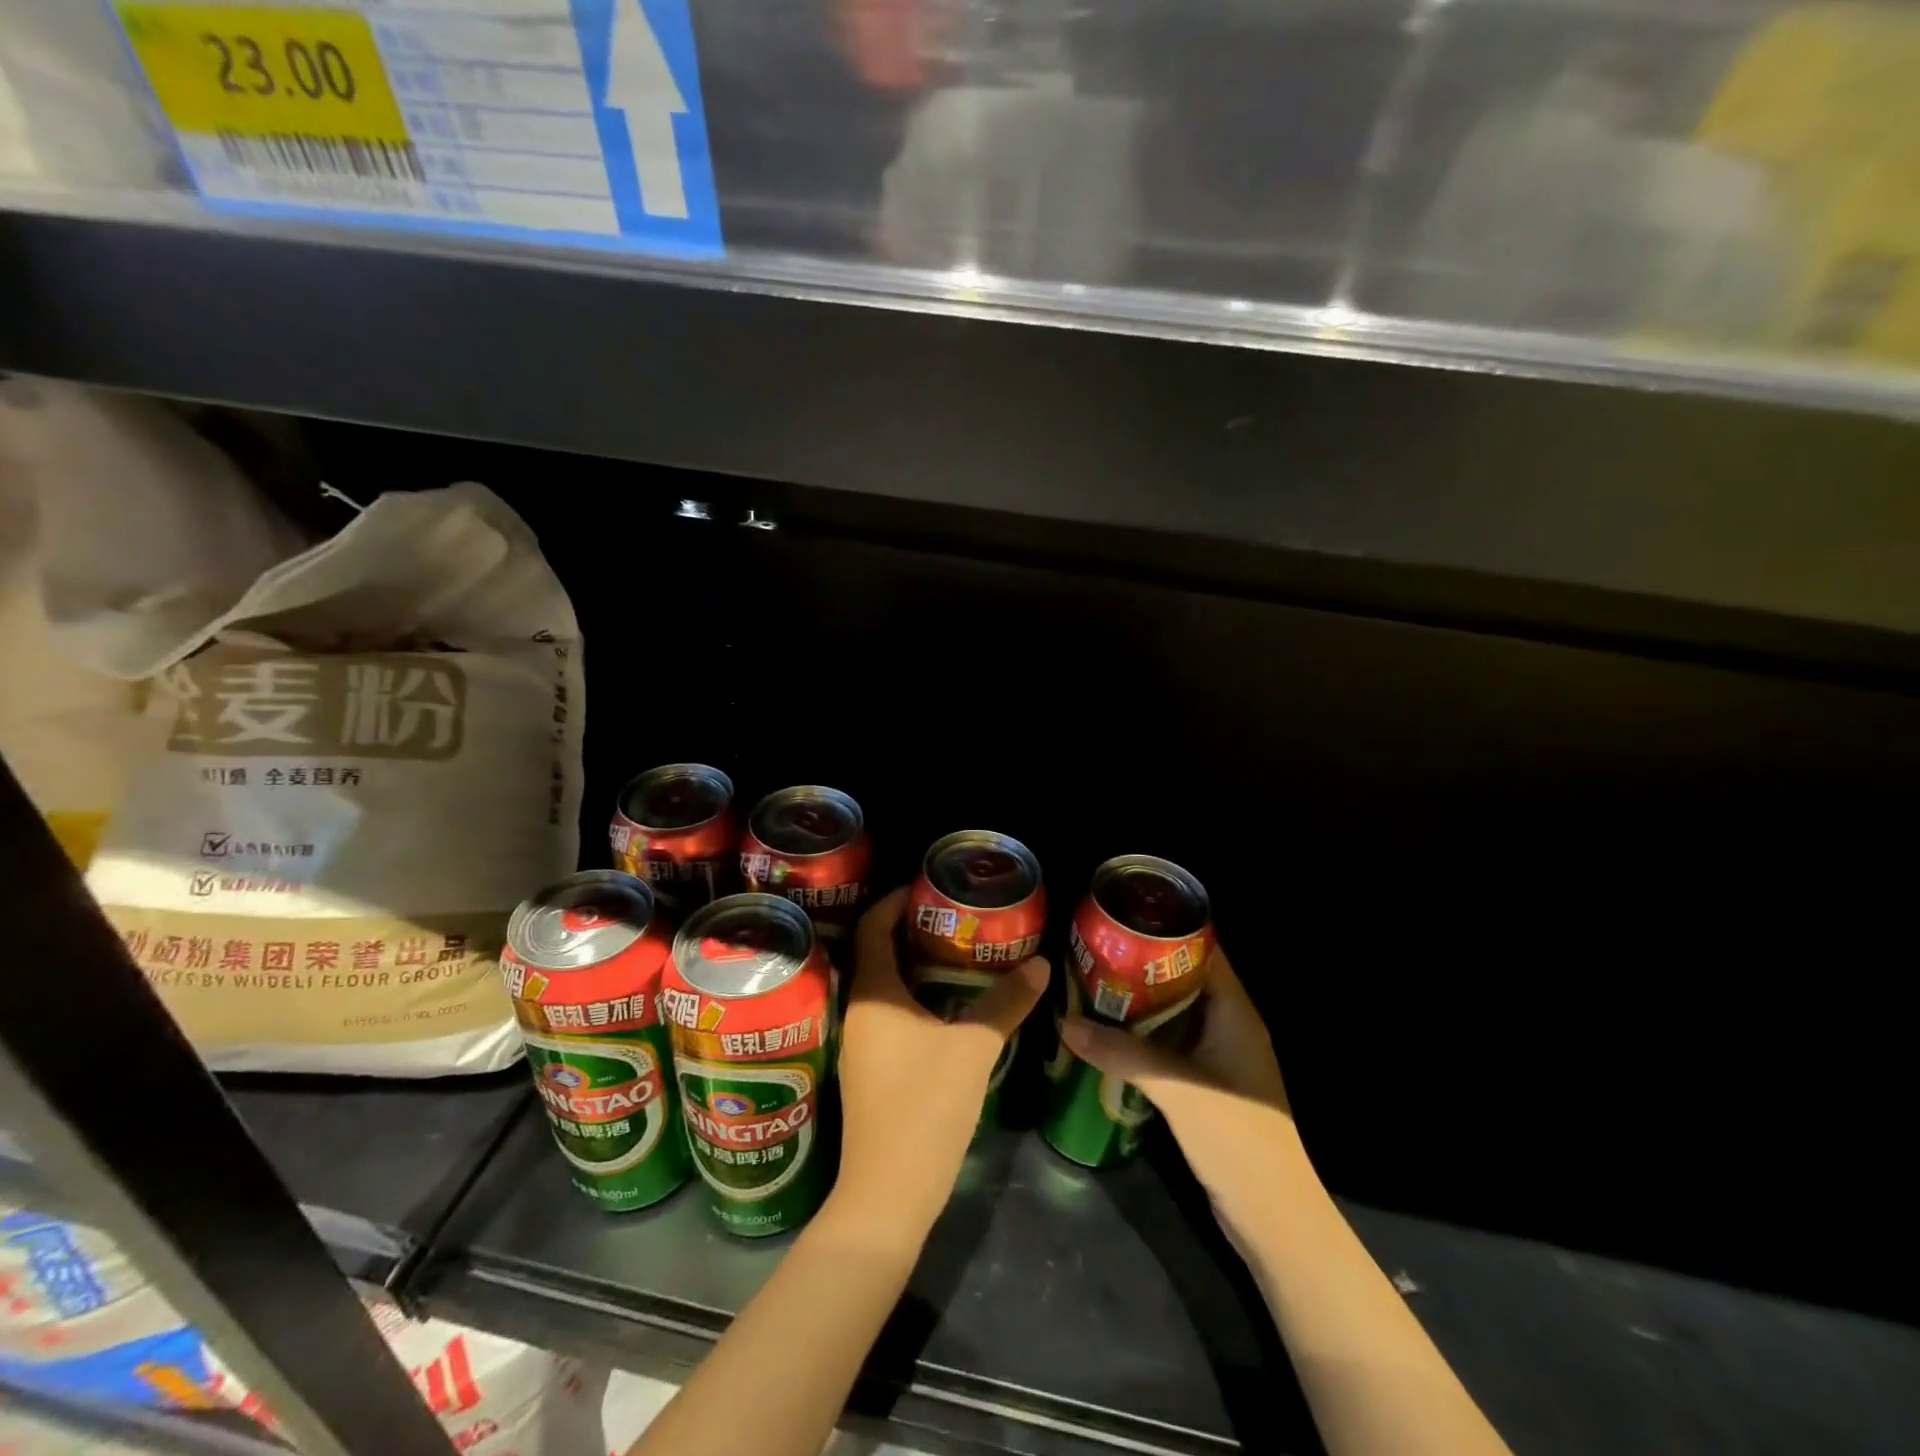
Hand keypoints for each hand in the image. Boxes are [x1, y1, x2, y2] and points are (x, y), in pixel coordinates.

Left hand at [834, 887, 1048, 1240]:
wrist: (888, 1194)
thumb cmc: (924, 1108)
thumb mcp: (973, 1049)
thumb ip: (1005, 1003)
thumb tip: (1040, 963)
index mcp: (873, 995)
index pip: (872, 927)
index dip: (894, 901)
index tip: (927, 887)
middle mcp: (858, 1012)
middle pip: (876, 953)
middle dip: (911, 930)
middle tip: (953, 917)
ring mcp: (861, 1044)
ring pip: (884, 987)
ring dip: (913, 965)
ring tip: (955, 953)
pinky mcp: (870, 1070)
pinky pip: (889, 1015)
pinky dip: (914, 998)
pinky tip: (946, 1006)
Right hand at [1060, 947, 1305, 1230]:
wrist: (1274, 1218)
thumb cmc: (1236, 1139)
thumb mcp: (1174, 1089)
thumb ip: (1121, 1053)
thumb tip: (1065, 1023)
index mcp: (1235, 1012)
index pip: (1203, 952)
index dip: (1165, 931)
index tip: (1122, 920)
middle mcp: (1229, 1026)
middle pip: (1183, 980)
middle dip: (1140, 966)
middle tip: (1094, 952)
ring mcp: (1219, 1058)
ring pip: (1174, 1014)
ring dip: (1138, 1003)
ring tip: (1091, 985)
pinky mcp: (1206, 1086)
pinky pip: (1170, 1045)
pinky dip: (1142, 1036)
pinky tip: (1107, 1035)